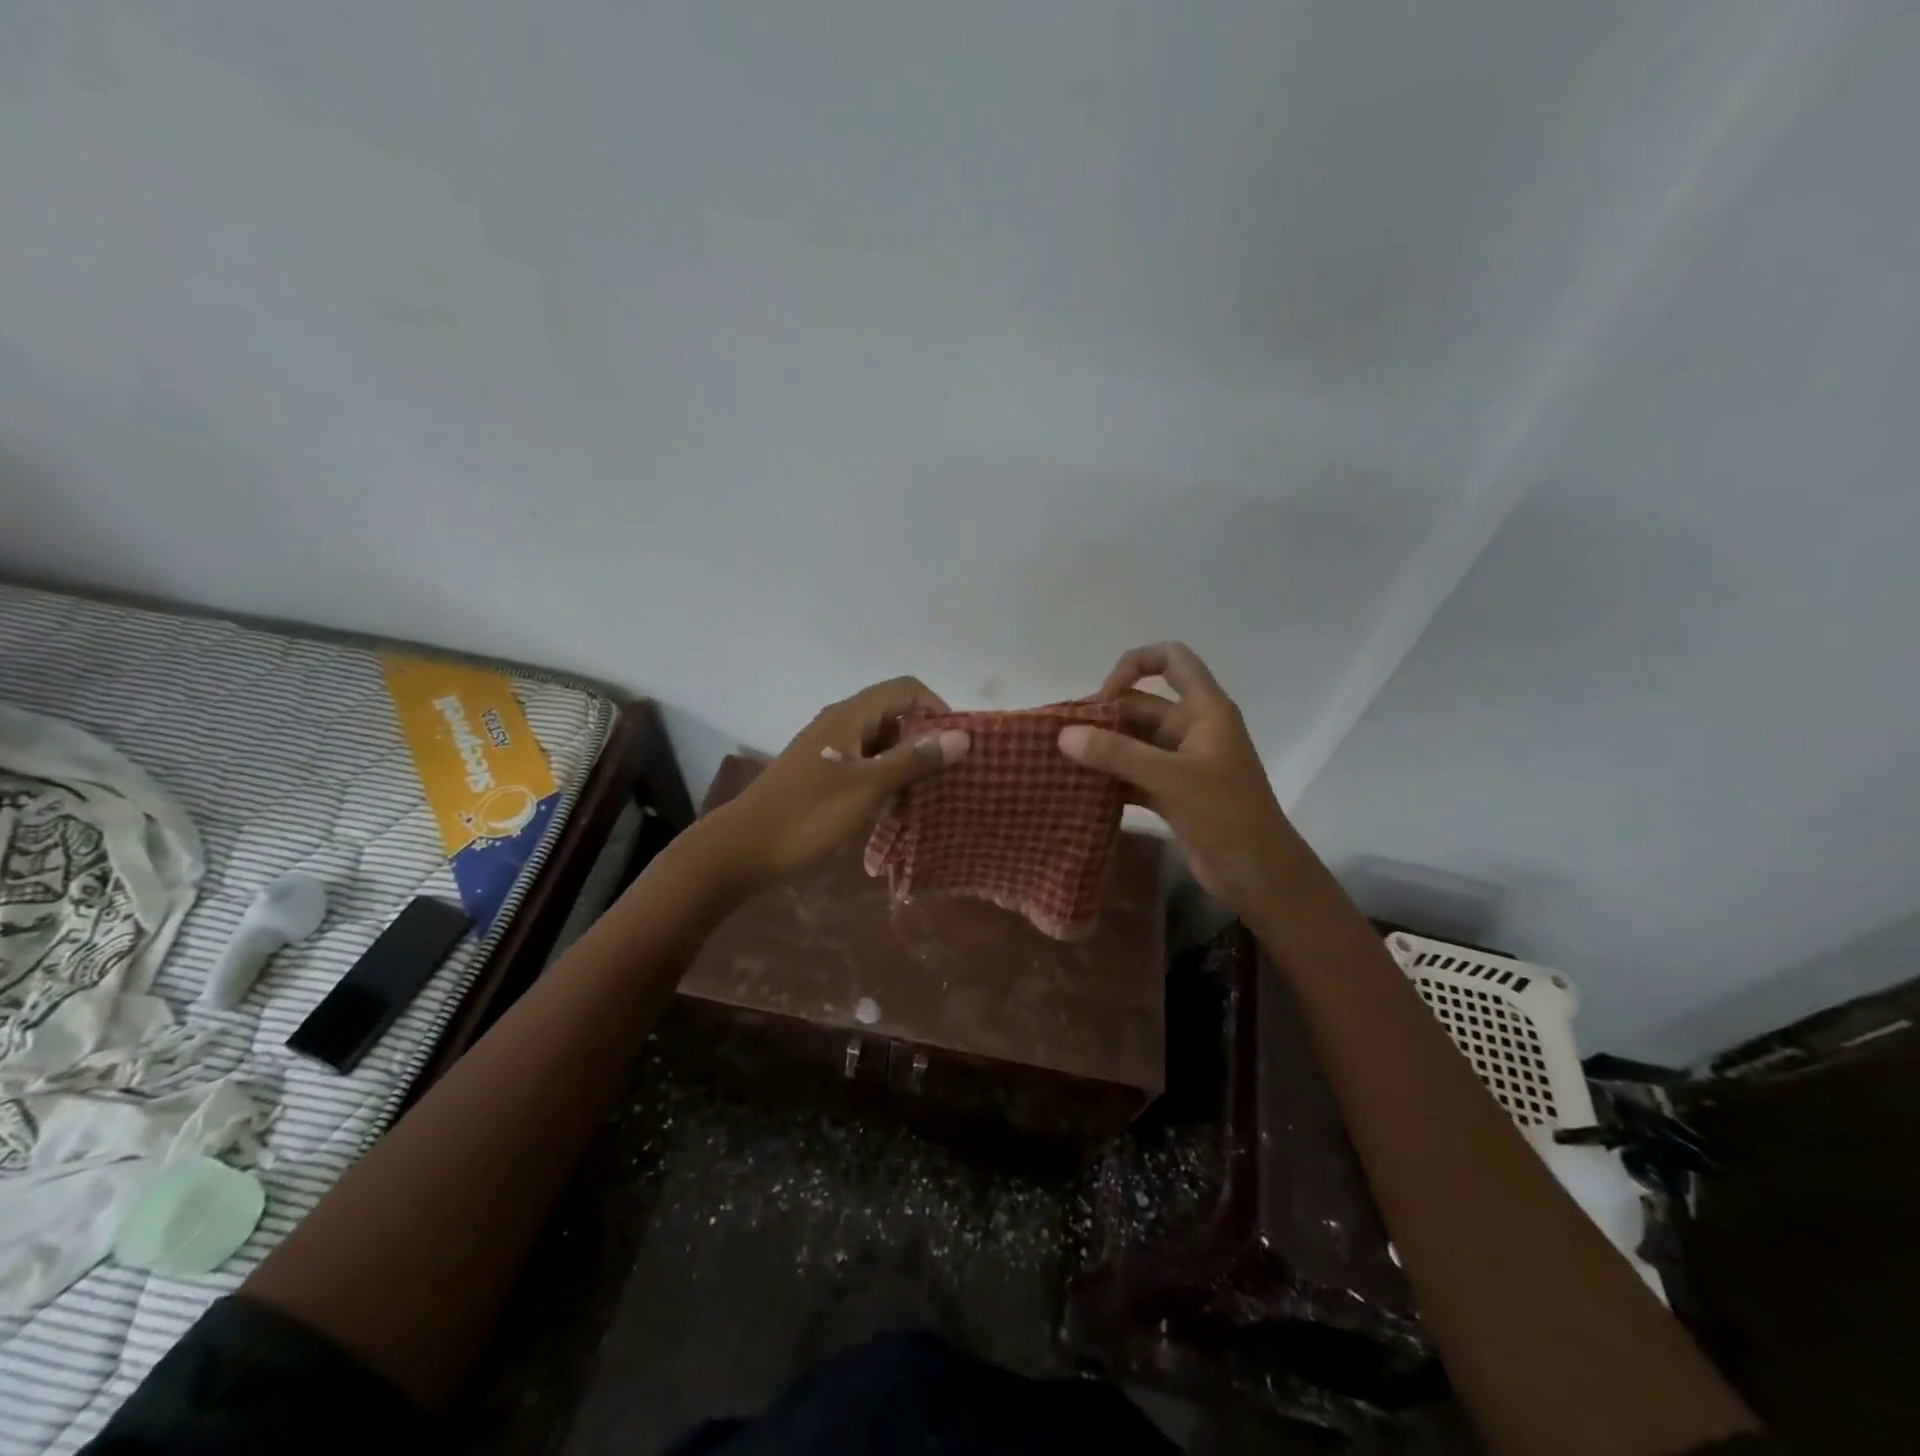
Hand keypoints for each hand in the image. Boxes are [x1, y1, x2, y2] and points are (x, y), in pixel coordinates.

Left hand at [703, 676, 970, 893]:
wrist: (743, 850)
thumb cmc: (808, 815)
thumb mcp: (868, 786)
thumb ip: (914, 759)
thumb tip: (963, 736)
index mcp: (850, 715)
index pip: (906, 689)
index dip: (936, 709)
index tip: (956, 746)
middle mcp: (840, 723)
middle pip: (895, 714)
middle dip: (925, 739)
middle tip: (948, 776)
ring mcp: (829, 750)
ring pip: (881, 743)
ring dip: (907, 762)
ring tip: (928, 795)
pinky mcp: (822, 775)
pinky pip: (865, 765)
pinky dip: (885, 778)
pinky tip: (896, 808)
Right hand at [1058, 643, 1294, 917]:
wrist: (1260, 876)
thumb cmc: (1226, 815)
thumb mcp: (1171, 778)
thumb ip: (1117, 754)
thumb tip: (1063, 735)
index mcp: (1205, 710)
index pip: (1172, 660)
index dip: (1135, 664)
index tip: (1104, 696)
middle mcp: (1193, 729)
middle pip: (1142, 705)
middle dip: (1104, 716)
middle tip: (1062, 738)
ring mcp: (1182, 763)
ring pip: (1134, 742)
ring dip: (1102, 749)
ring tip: (1061, 761)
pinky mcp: (1172, 793)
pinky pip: (1133, 774)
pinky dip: (1110, 778)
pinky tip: (1080, 788)